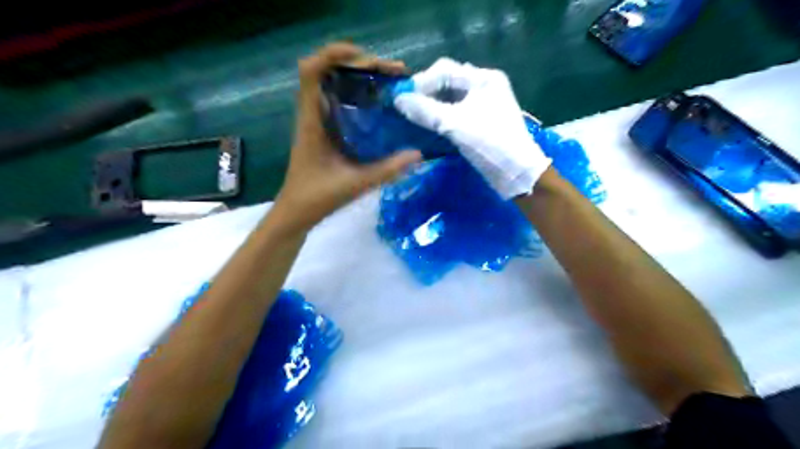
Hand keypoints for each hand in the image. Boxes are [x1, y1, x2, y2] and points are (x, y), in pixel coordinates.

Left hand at [274, 42, 424, 230]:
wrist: (295, 212)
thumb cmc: (316, 198)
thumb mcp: (354, 184)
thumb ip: (386, 170)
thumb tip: (418, 154)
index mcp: (312, 121)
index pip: (311, 71)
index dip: (335, 54)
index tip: (367, 58)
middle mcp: (312, 114)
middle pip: (329, 70)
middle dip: (361, 64)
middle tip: (394, 73)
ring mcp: (318, 121)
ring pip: (335, 84)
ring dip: (361, 76)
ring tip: (391, 81)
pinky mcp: (324, 130)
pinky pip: (340, 101)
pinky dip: (359, 94)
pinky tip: (379, 103)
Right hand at [393, 57, 549, 198]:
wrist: (516, 172)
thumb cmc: (489, 142)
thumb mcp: (454, 124)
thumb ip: (425, 110)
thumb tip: (398, 100)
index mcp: (483, 78)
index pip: (445, 70)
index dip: (422, 82)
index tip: (403, 98)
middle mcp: (484, 86)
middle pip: (447, 81)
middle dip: (426, 92)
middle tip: (407, 107)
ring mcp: (484, 103)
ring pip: (450, 97)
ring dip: (432, 104)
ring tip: (414, 116)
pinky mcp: (481, 120)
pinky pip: (455, 111)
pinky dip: (440, 115)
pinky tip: (428, 124)